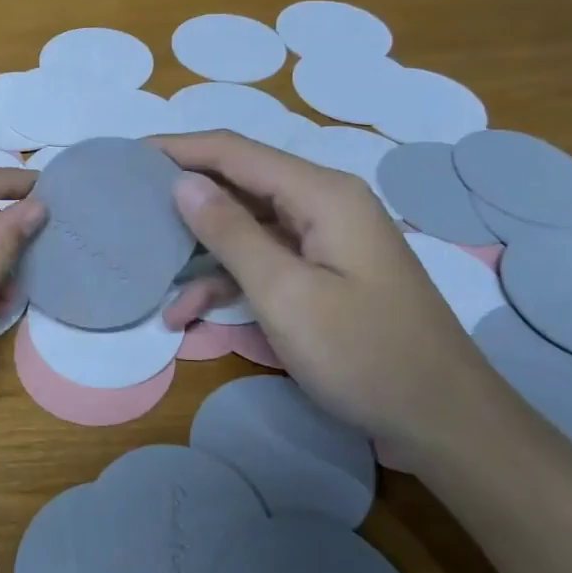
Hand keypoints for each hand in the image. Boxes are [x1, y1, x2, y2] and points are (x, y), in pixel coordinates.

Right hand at [152, 132, 532, 463]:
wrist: (444, 423)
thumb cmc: (364, 355)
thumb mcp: (286, 295)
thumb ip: (230, 233)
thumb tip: (182, 182)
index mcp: (322, 194)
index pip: (234, 152)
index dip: (178, 149)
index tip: (127, 156)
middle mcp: (324, 205)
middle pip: (239, 184)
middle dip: (184, 197)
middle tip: (128, 209)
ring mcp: (325, 241)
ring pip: (246, 227)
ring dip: (200, 251)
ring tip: (148, 271)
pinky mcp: (324, 274)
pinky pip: (265, 261)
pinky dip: (227, 280)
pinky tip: (188, 313)